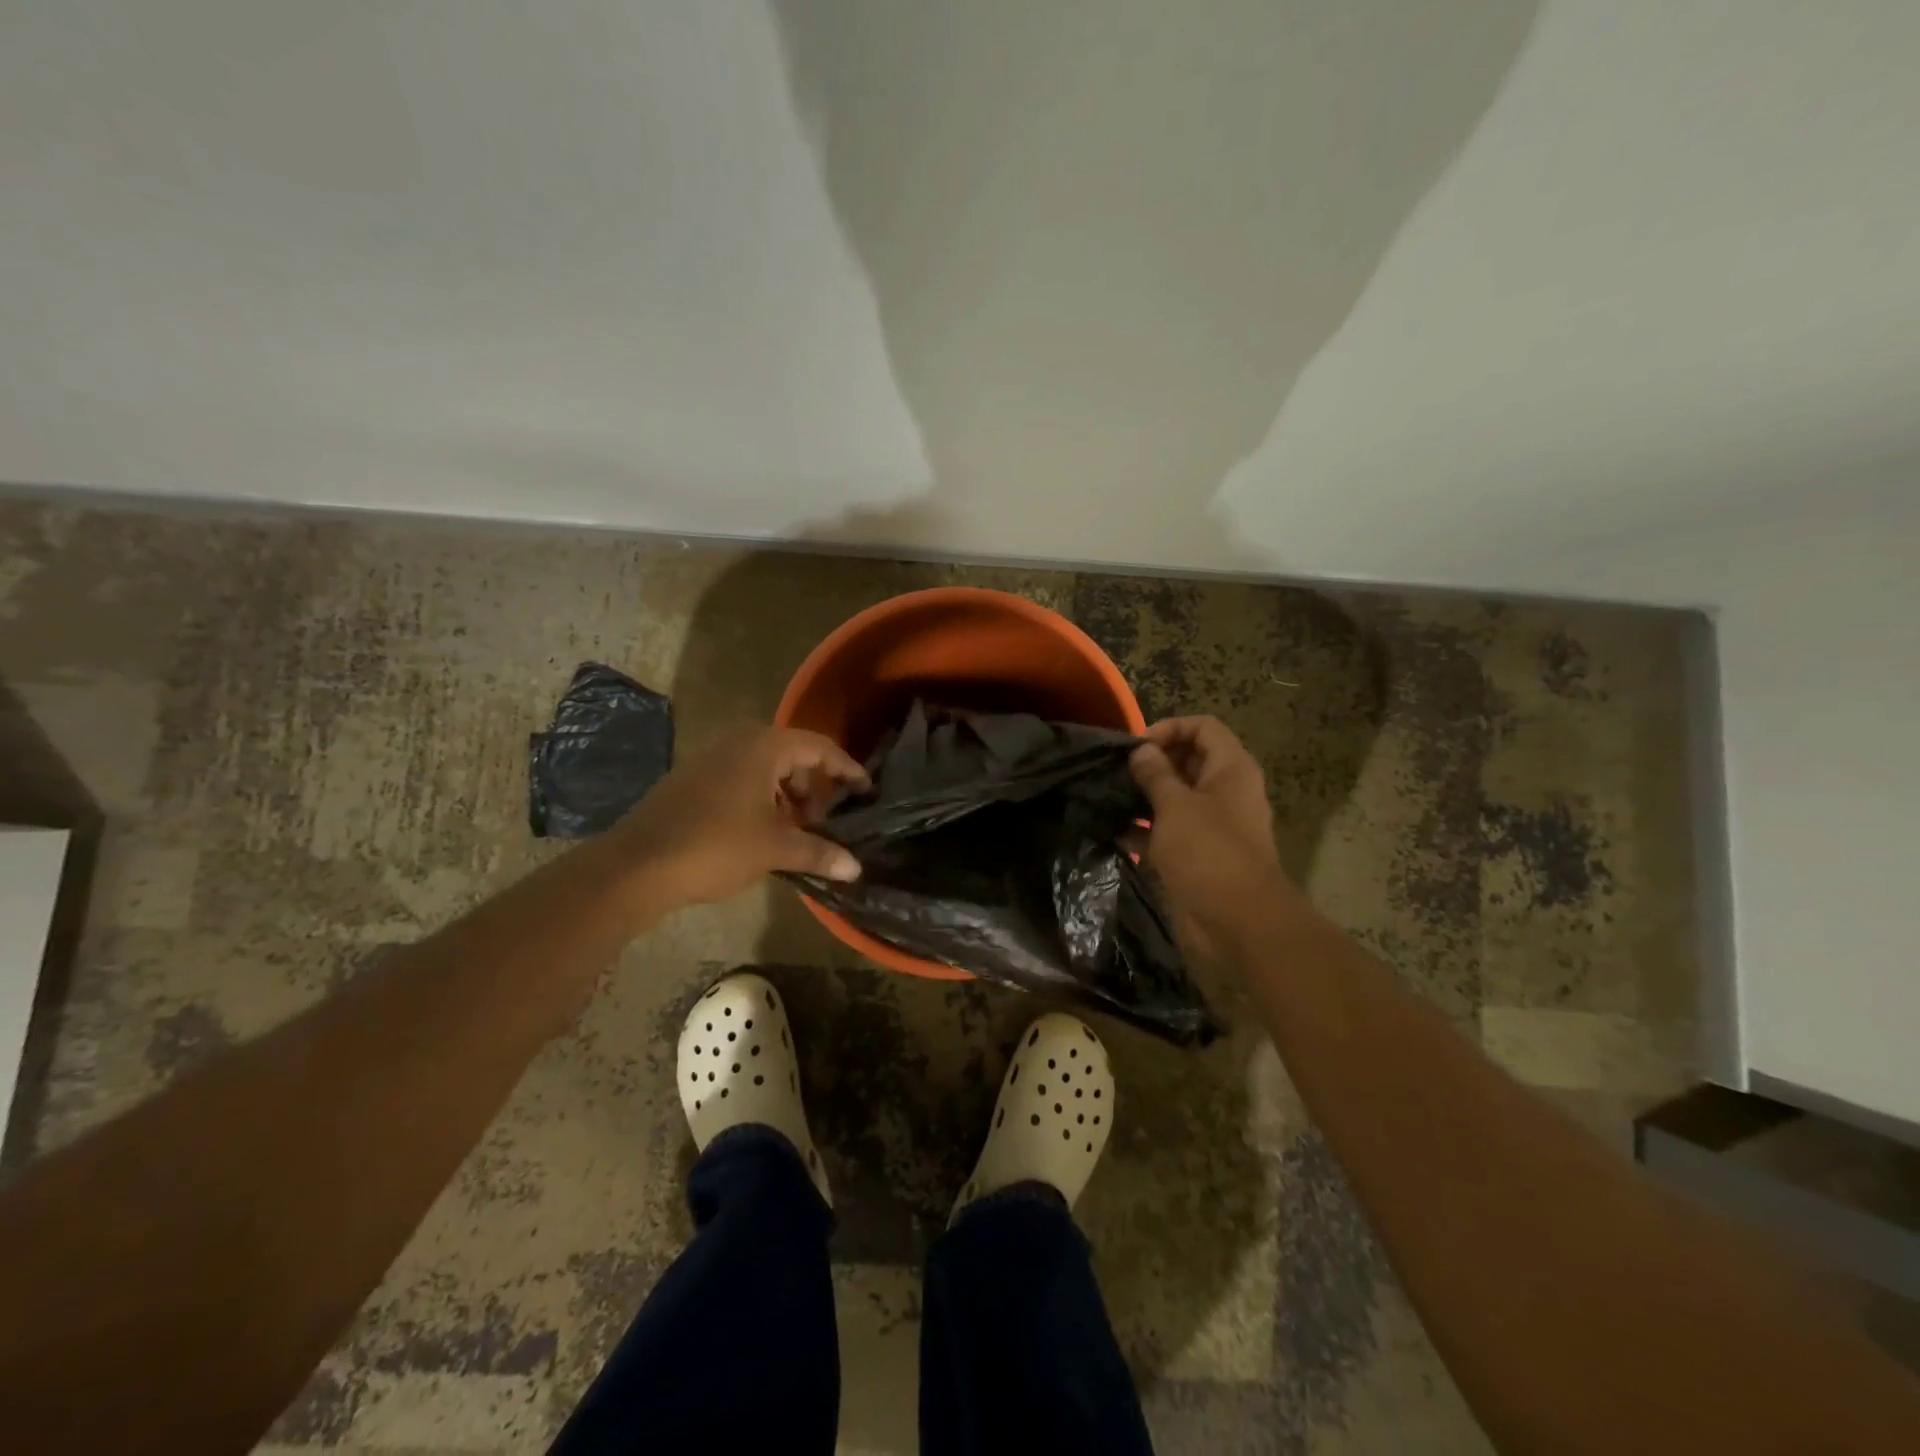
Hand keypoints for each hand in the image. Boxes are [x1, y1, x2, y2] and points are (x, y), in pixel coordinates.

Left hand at [613, 727, 869, 909]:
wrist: (636, 865)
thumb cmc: (716, 846)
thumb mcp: (775, 849)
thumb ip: (819, 852)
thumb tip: (856, 868)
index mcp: (764, 747)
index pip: (819, 747)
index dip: (846, 768)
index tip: (866, 790)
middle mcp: (738, 742)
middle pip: (792, 756)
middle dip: (814, 788)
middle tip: (824, 821)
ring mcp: (710, 759)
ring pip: (765, 769)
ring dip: (787, 796)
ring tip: (794, 832)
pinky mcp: (691, 780)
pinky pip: (741, 779)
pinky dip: (761, 800)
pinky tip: (759, 834)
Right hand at [1128, 716, 1299, 937]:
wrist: (1236, 922)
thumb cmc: (1208, 852)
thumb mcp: (1176, 806)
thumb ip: (1155, 774)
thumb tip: (1140, 751)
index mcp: (1231, 769)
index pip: (1203, 727)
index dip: (1169, 729)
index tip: (1136, 747)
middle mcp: (1225, 791)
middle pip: (1188, 760)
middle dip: (1153, 762)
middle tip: (1117, 771)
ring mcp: (1212, 825)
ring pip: (1176, 797)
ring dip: (1145, 795)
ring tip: (1109, 796)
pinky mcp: (1197, 854)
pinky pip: (1169, 830)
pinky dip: (1145, 827)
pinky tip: (1114, 829)